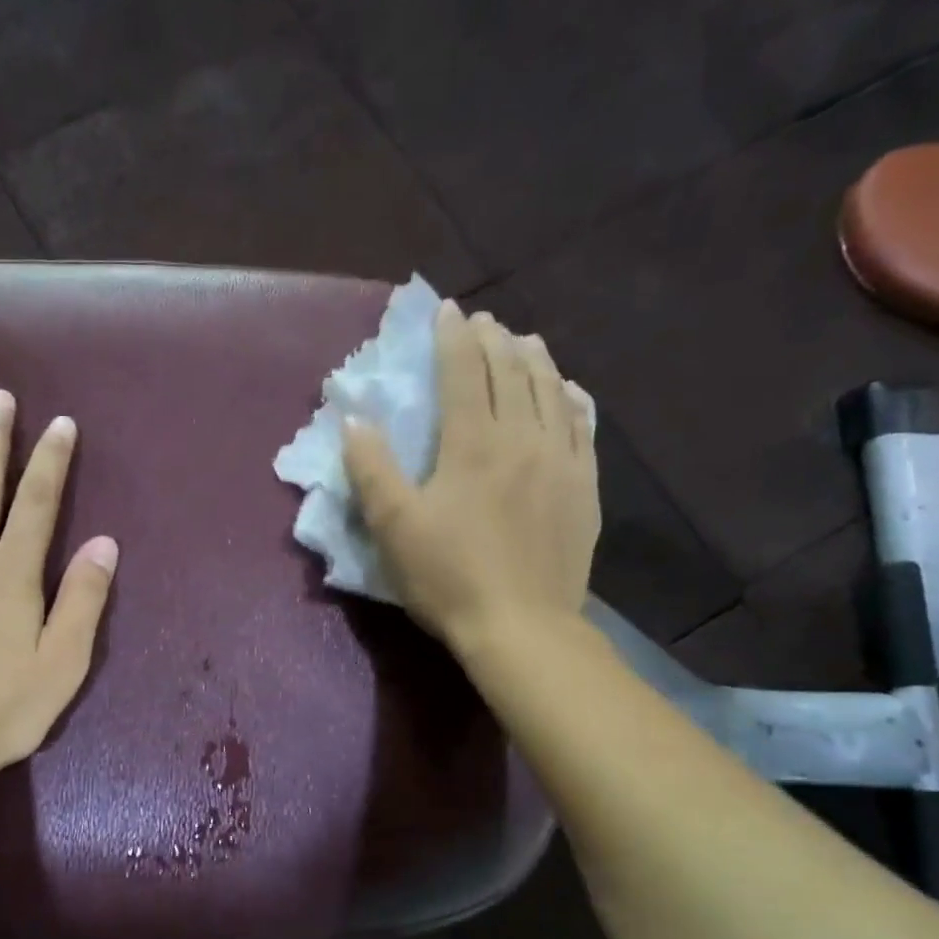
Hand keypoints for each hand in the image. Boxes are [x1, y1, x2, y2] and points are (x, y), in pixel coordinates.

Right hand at [343, 300, 599, 653]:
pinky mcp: (585, 488)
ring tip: (525, 341)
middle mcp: (521, 438)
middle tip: (484, 320)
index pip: (463, 372)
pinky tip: (569, 391)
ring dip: (535, 360)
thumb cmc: (448, 578)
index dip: (453, 337)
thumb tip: (353, 420)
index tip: (448, 310)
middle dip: (494, 340)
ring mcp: (561, 461)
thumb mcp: (393, 528)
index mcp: (472, 444)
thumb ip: (371, 469)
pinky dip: (572, 399)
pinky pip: (584, 428)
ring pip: (551, 392)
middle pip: (510, 373)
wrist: (522, 627)